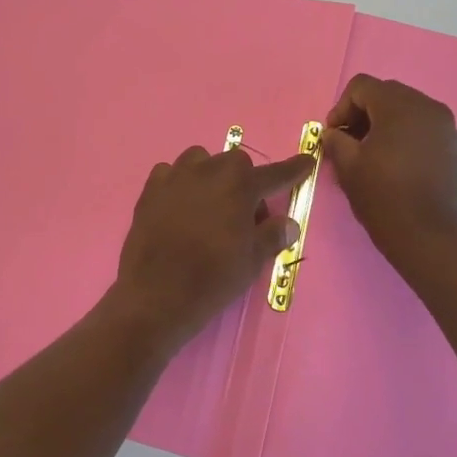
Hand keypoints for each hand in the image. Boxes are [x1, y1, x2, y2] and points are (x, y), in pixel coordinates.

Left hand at [111, 146, 315, 351]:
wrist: (156, 294)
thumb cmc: (213, 278)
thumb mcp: (252, 261)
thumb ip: (272, 236)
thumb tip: (288, 224)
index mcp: (240, 185)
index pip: (275, 174)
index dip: (294, 170)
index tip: (306, 162)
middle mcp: (208, 170)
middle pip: (235, 164)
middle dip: (244, 183)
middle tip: (245, 217)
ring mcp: (175, 177)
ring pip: (200, 161)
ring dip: (211, 176)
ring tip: (210, 206)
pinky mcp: (149, 189)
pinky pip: (169, 174)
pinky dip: (179, 184)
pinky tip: (179, 207)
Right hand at [321, 74, 456, 269]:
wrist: (429, 238)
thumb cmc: (384, 198)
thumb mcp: (348, 167)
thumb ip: (336, 141)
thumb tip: (333, 133)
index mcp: (401, 106)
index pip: (362, 86)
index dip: (340, 107)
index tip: (333, 136)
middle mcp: (429, 107)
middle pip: (386, 94)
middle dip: (362, 113)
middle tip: (348, 143)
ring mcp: (446, 128)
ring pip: (406, 111)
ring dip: (383, 124)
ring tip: (370, 155)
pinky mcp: (454, 148)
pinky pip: (423, 129)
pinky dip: (404, 136)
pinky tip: (393, 164)